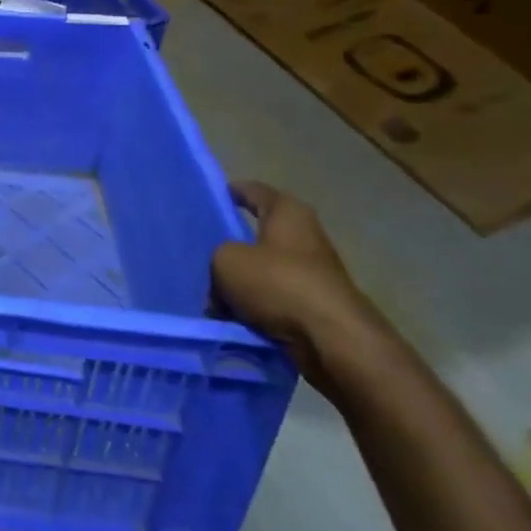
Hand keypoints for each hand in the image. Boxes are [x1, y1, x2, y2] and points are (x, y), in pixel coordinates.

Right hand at [212, 181, 395, 394]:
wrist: (331, 339)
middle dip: (229, 244)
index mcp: (288, 212)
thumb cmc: (278, 283)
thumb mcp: (226, 260)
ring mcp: (311, 271)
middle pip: (255, 234)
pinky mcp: (313, 304)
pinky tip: (229, 317)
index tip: (208, 198)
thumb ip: (216, 255)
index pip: (253, 191)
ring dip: (238, 281)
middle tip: (198, 252)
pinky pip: (271, 298)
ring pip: (261, 269)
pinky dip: (252, 305)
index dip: (230, 192)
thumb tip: (222, 269)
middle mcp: (304, 236)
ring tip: (208, 292)